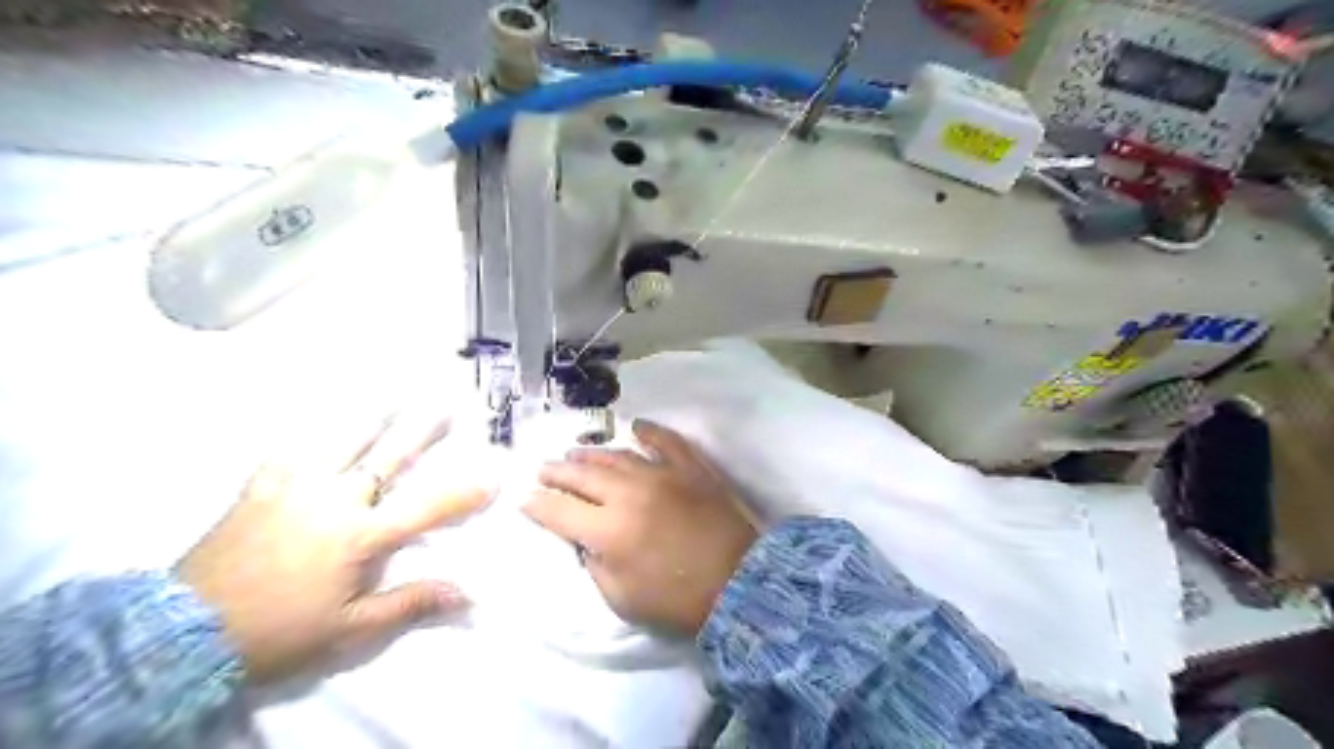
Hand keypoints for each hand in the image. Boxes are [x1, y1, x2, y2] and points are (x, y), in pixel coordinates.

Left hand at [177, 414, 489, 683]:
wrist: (180, 634)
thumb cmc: (277, 632)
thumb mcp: (350, 629)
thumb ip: (410, 604)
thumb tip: (467, 595)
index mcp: (361, 535)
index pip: (426, 508)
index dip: (464, 493)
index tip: (493, 476)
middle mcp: (334, 500)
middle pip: (388, 458)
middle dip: (422, 431)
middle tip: (446, 403)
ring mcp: (294, 488)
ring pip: (341, 443)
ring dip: (372, 418)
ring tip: (392, 394)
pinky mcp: (259, 489)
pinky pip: (288, 452)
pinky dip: (307, 435)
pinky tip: (317, 424)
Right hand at [524, 419, 754, 634]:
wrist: (738, 584)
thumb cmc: (677, 601)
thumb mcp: (621, 598)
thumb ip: (595, 564)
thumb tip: (585, 539)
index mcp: (608, 531)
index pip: (559, 511)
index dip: (537, 504)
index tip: (524, 499)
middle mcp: (629, 494)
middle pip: (582, 475)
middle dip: (557, 472)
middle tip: (543, 469)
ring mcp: (661, 475)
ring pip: (617, 455)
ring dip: (591, 454)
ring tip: (575, 454)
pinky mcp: (690, 468)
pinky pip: (666, 441)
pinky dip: (650, 431)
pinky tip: (636, 426)